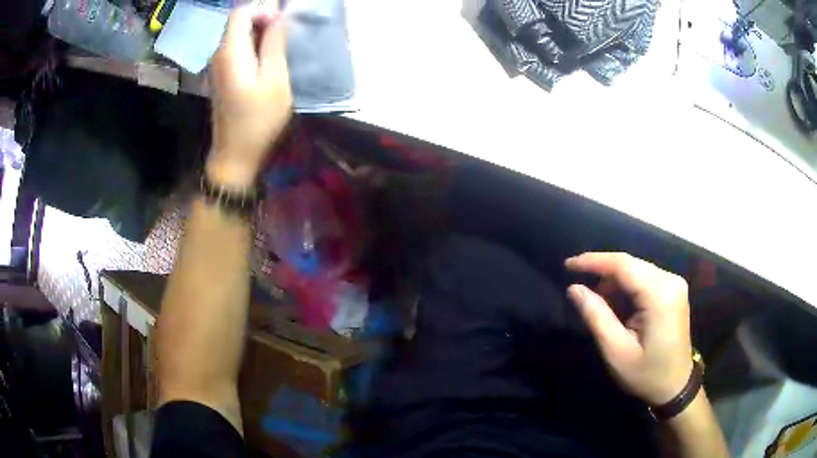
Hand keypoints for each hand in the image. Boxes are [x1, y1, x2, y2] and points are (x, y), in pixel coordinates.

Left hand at [207, 3, 292, 187]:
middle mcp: (218, 54)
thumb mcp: (275, 79)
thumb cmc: (258, 120)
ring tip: (276, 49)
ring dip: (258, 34)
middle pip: (236, 21)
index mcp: (230, 51)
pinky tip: (263, 61)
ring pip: (235, 33)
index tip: (280, 26)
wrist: (235, 155)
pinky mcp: (220, 75)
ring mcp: (216, 65)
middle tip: (282, 37)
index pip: (241, 12)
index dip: (262, 11)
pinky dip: (251, 45)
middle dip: (261, 21)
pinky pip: (234, 48)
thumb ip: (274, 44)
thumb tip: (278, 16)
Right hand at [565, 252, 692, 405]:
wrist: (676, 386)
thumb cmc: (646, 374)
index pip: (624, 265)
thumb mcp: (616, 351)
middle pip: (631, 263)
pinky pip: (645, 277)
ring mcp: (675, 284)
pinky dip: (627, 285)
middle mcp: (671, 281)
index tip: (568, 265)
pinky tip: (616, 301)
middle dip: (602, 270)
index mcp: (660, 296)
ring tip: (596, 298)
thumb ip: (597, 317)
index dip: (594, 261)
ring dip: (614, 279)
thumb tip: (574, 288)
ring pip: (637, 268)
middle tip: (577, 282)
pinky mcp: (674, 290)